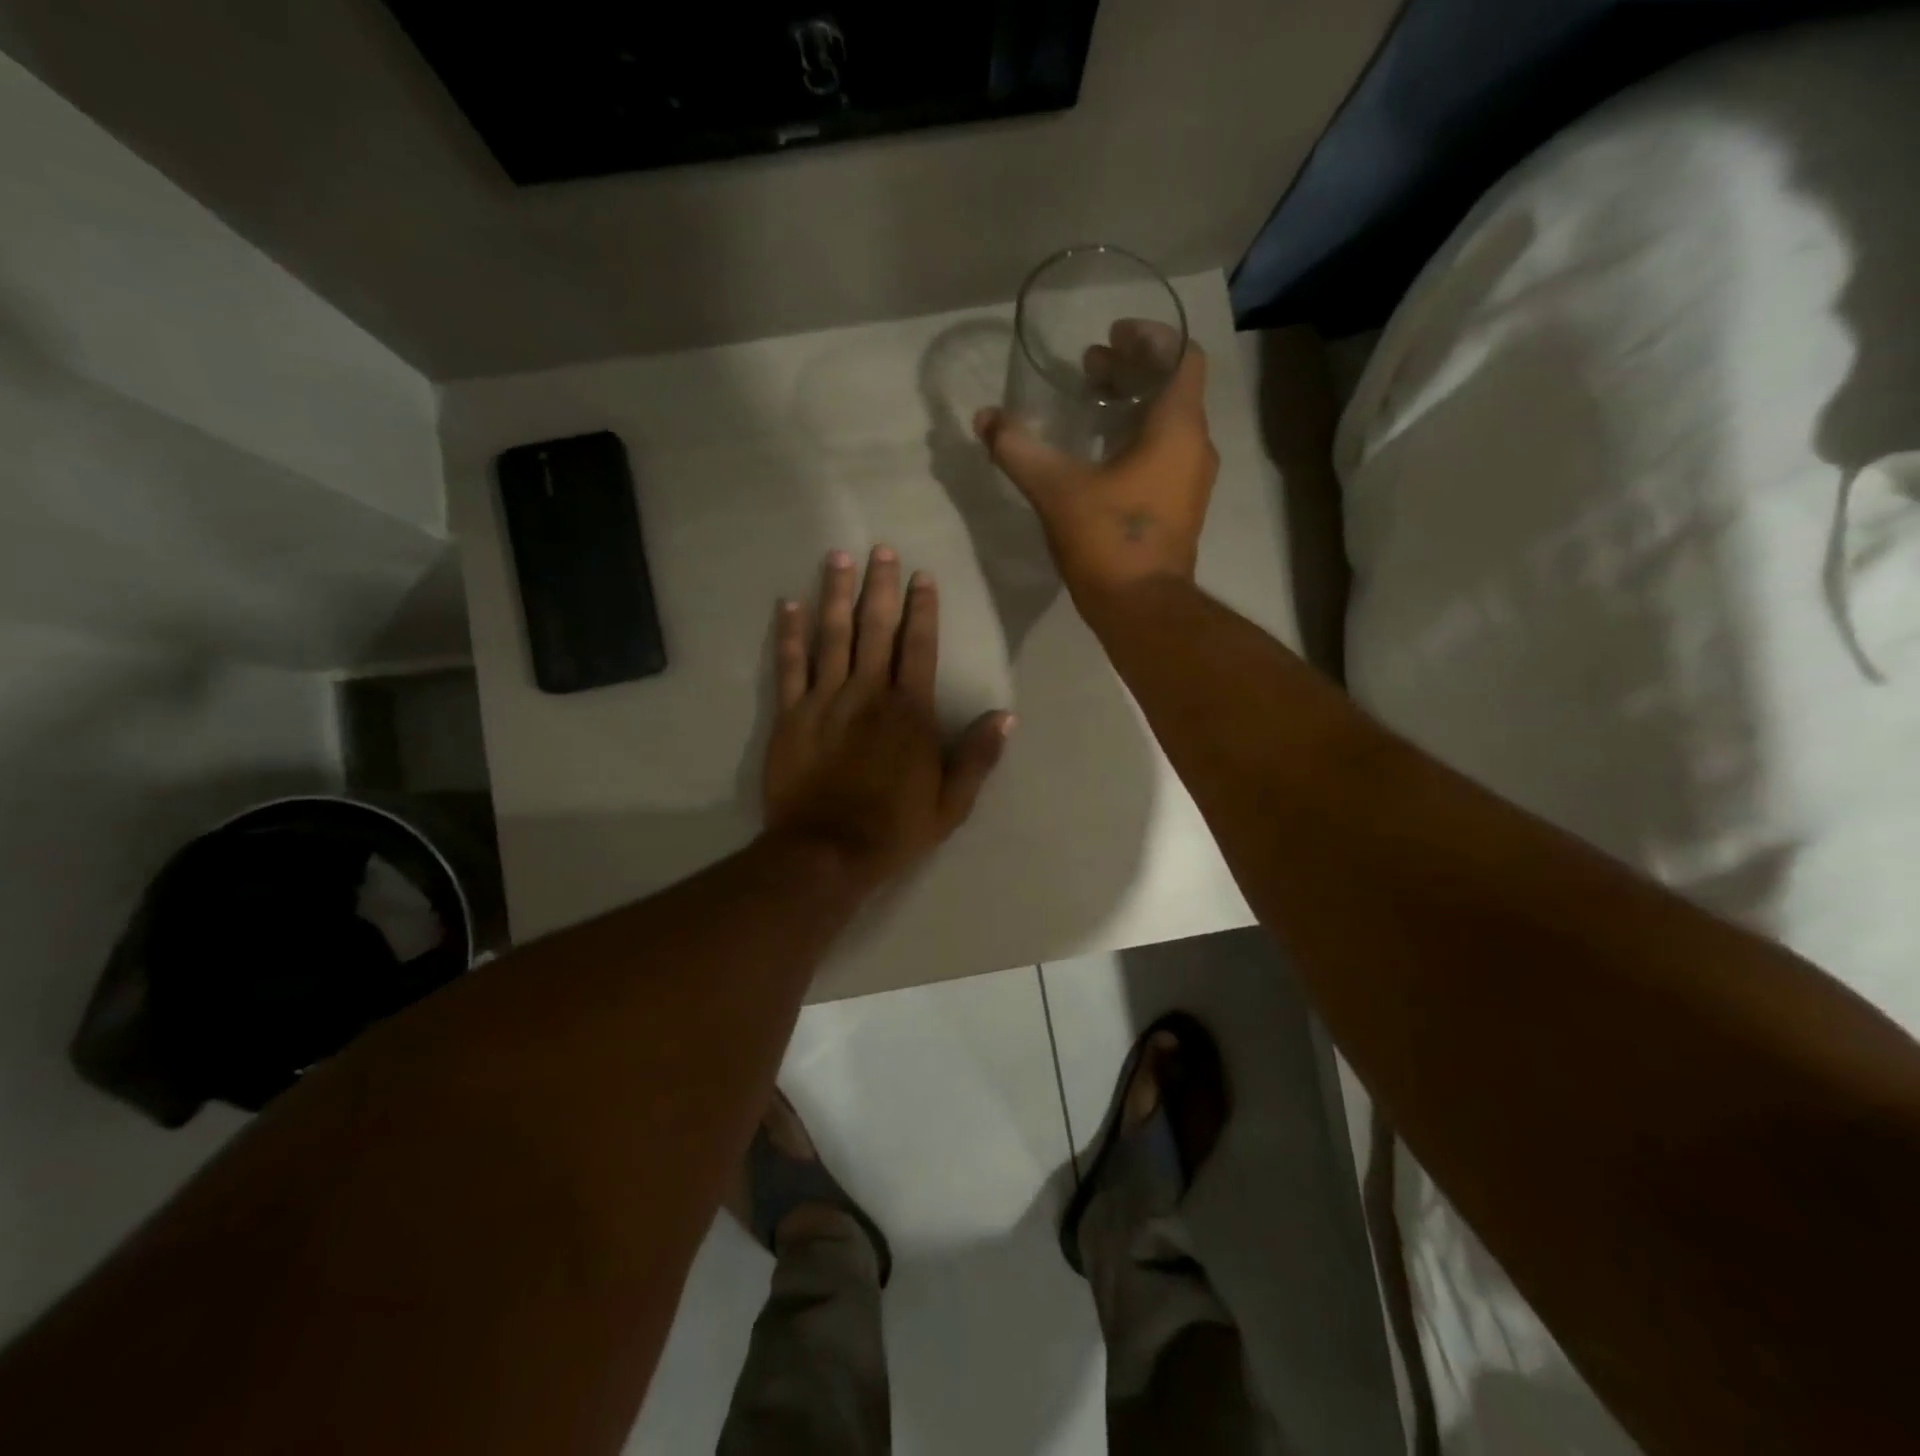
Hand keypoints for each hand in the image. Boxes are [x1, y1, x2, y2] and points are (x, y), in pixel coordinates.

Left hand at [763, 548, 1013, 888]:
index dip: (922, 609)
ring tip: (837, 557)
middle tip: (880, 548)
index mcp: (910, 711)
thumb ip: (978, 757)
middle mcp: (869, 693)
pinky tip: (787, 604)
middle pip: (875, 628)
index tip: (922, 576)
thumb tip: (1006, 716)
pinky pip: (789, 665)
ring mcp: (826, 699)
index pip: (920, 646)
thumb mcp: (952, 803)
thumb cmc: (895, 828)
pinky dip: (788, 634)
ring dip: (835, 594)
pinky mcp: (791, 714)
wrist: (827, 851)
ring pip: (832, 635)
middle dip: (879, 586)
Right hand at [974, 321, 1218, 606]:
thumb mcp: (1055, 490)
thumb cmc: (1108, 542)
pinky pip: (1165, 456)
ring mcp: (1191, 482)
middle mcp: (1195, 448)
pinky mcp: (1180, 509)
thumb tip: (985, 418)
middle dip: (1131, 371)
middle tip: (1089, 368)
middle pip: (1173, 389)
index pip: (1183, 357)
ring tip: (1090, 405)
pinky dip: (1138, 440)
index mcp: (1177, 429)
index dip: (1151, 338)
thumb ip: (1018, 449)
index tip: (1113, 335)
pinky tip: (1100, 456)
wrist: (1142, 611)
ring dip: (1133, 407)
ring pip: (1169, 424)